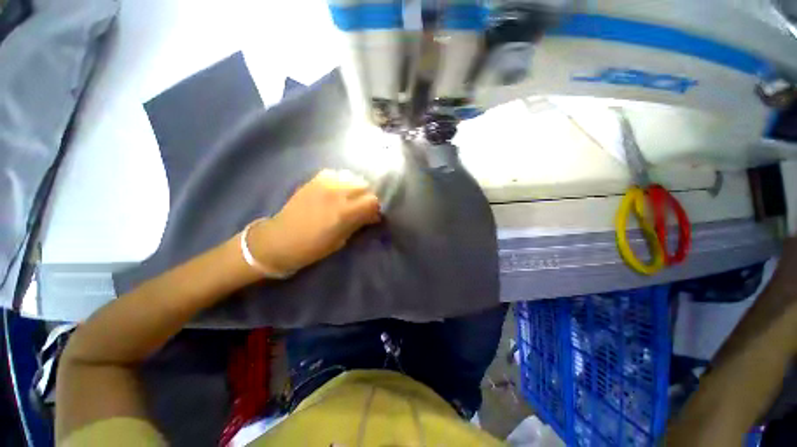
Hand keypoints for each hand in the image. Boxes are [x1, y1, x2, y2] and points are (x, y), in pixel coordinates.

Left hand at [246, 169, 380, 275]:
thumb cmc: (313, 247)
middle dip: (368, 196)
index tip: (373, 215)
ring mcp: (324, 183)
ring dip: (356, 187)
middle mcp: (336, 193)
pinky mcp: (314, 180)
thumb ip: (359, 223)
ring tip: (351, 197)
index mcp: (344, 212)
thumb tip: (374, 215)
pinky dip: (342, 181)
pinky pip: (336, 173)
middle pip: (364, 185)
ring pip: (352, 176)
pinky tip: (338, 190)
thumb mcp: (341, 240)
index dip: (376, 208)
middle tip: (363, 206)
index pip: (372, 200)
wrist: (280, 239)